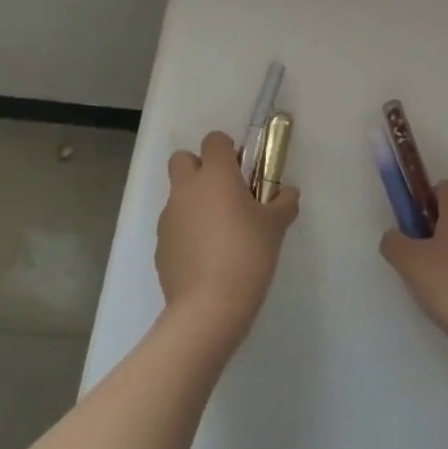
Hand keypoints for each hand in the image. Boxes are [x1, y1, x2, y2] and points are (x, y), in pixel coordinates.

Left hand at [156, 131, 299, 345]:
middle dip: (200, 169)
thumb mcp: (276, 226)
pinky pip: (174, 227)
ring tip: (219, 234)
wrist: (208, 308)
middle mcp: (187, 188)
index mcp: (216, 174)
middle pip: (183, 159)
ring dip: (194, 203)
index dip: (228, 150)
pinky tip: (206, 259)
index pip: (214, 140)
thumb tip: (287, 192)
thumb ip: (284, 202)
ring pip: (178, 195)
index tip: (243, 172)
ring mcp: (169, 217)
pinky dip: (187, 233)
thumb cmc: (248, 255)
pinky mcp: (160, 246)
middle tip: (224, 194)